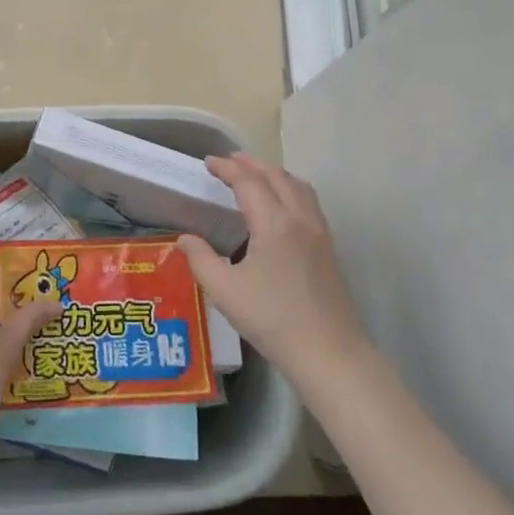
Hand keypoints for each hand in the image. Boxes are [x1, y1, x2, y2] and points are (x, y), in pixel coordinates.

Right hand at [178, 154, 367, 382]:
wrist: (328, 352)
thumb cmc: (272, 320)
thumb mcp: (225, 291)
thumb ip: (201, 259)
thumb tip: (185, 239)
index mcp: (274, 223)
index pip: (248, 182)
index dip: (227, 168)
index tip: (208, 162)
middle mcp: (300, 219)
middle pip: (277, 176)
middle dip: (252, 164)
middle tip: (229, 161)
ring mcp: (319, 233)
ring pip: (298, 186)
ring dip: (275, 174)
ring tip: (256, 175)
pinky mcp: (328, 248)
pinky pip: (309, 202)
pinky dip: (291, 190)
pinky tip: (281, 206)